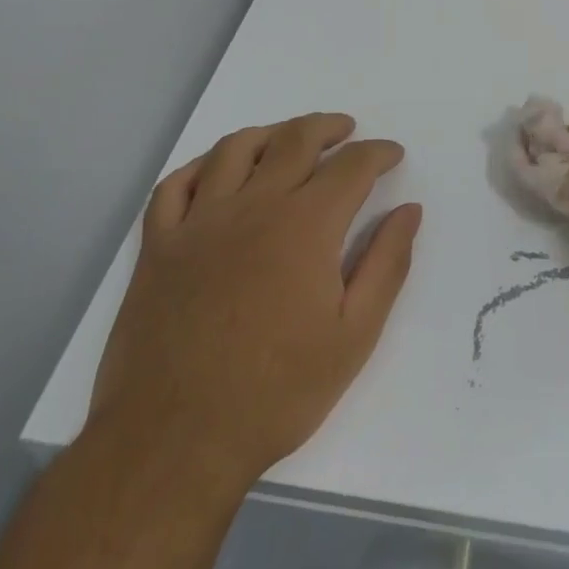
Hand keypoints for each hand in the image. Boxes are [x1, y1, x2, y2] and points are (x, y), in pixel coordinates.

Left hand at [90, 114, 421, 490]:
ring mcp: (200, 221)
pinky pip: (177, 184)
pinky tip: (218, 171)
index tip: (392, 154)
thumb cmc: (276, 392)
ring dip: (270, 133)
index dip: (378, 153)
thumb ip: (387, 265)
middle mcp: (254, 206)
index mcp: (306, 225)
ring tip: (288, 139)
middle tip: (346, 131)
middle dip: (328, 128)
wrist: (175, 441)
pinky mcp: (159, 245)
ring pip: (236, 148)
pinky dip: (201, 165)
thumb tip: (409, 212)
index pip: (352, 166)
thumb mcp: (354, 336)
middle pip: (295, 140)